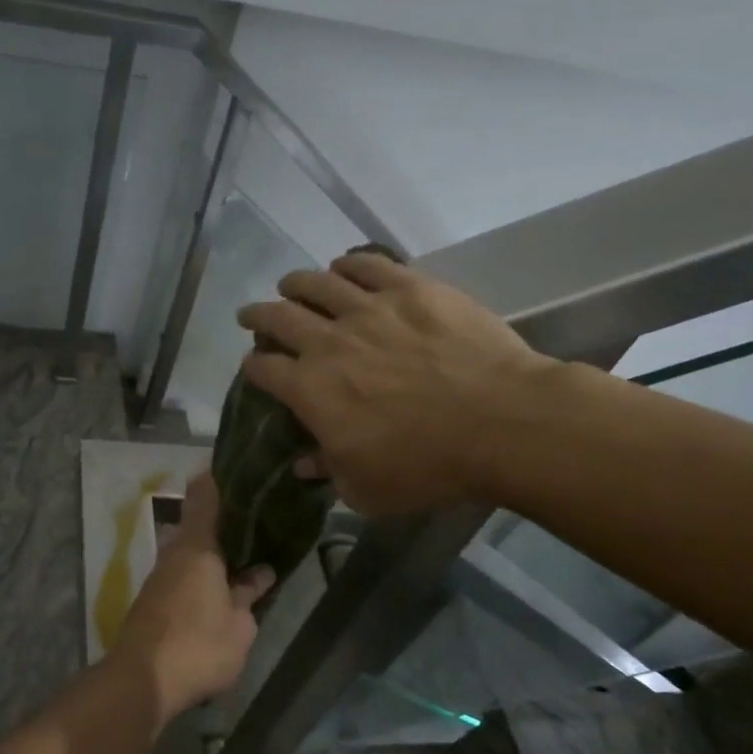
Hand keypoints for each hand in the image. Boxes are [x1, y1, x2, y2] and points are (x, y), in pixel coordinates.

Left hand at [111, 473, 273, 723]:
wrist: (142, 680)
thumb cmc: (199, 646)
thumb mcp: (239, 626)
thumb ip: (249, 595)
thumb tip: (261, 573)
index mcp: (197, 546)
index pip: (203, 496)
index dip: (217, 478)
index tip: (237, 469)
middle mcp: (174, 552)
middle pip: (196, 523)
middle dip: (222, 520)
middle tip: (253, 518)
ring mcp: (159, 575)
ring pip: (188, 549)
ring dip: (211, 549)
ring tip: (242, 552)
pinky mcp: (152, 598)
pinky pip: (181, 571)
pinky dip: (200, 570)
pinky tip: (219, 584)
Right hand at [237, 252, 556, 515]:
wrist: (501, 422)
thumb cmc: (427, 465)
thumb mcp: (366, 489)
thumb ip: (327, 472)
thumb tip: (302, 464)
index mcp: (309, 389)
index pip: (264, 370)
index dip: (253, 368)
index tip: (254, 367)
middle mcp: (327, 341)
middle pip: (277, 318)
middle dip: (258, 317)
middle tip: (251, 316)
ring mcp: (368, 309)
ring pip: (316, 283)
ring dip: (295, 284)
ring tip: (290, 285)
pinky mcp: (409, 288)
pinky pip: (368, 264)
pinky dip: (348, 264)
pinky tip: (343, 266)